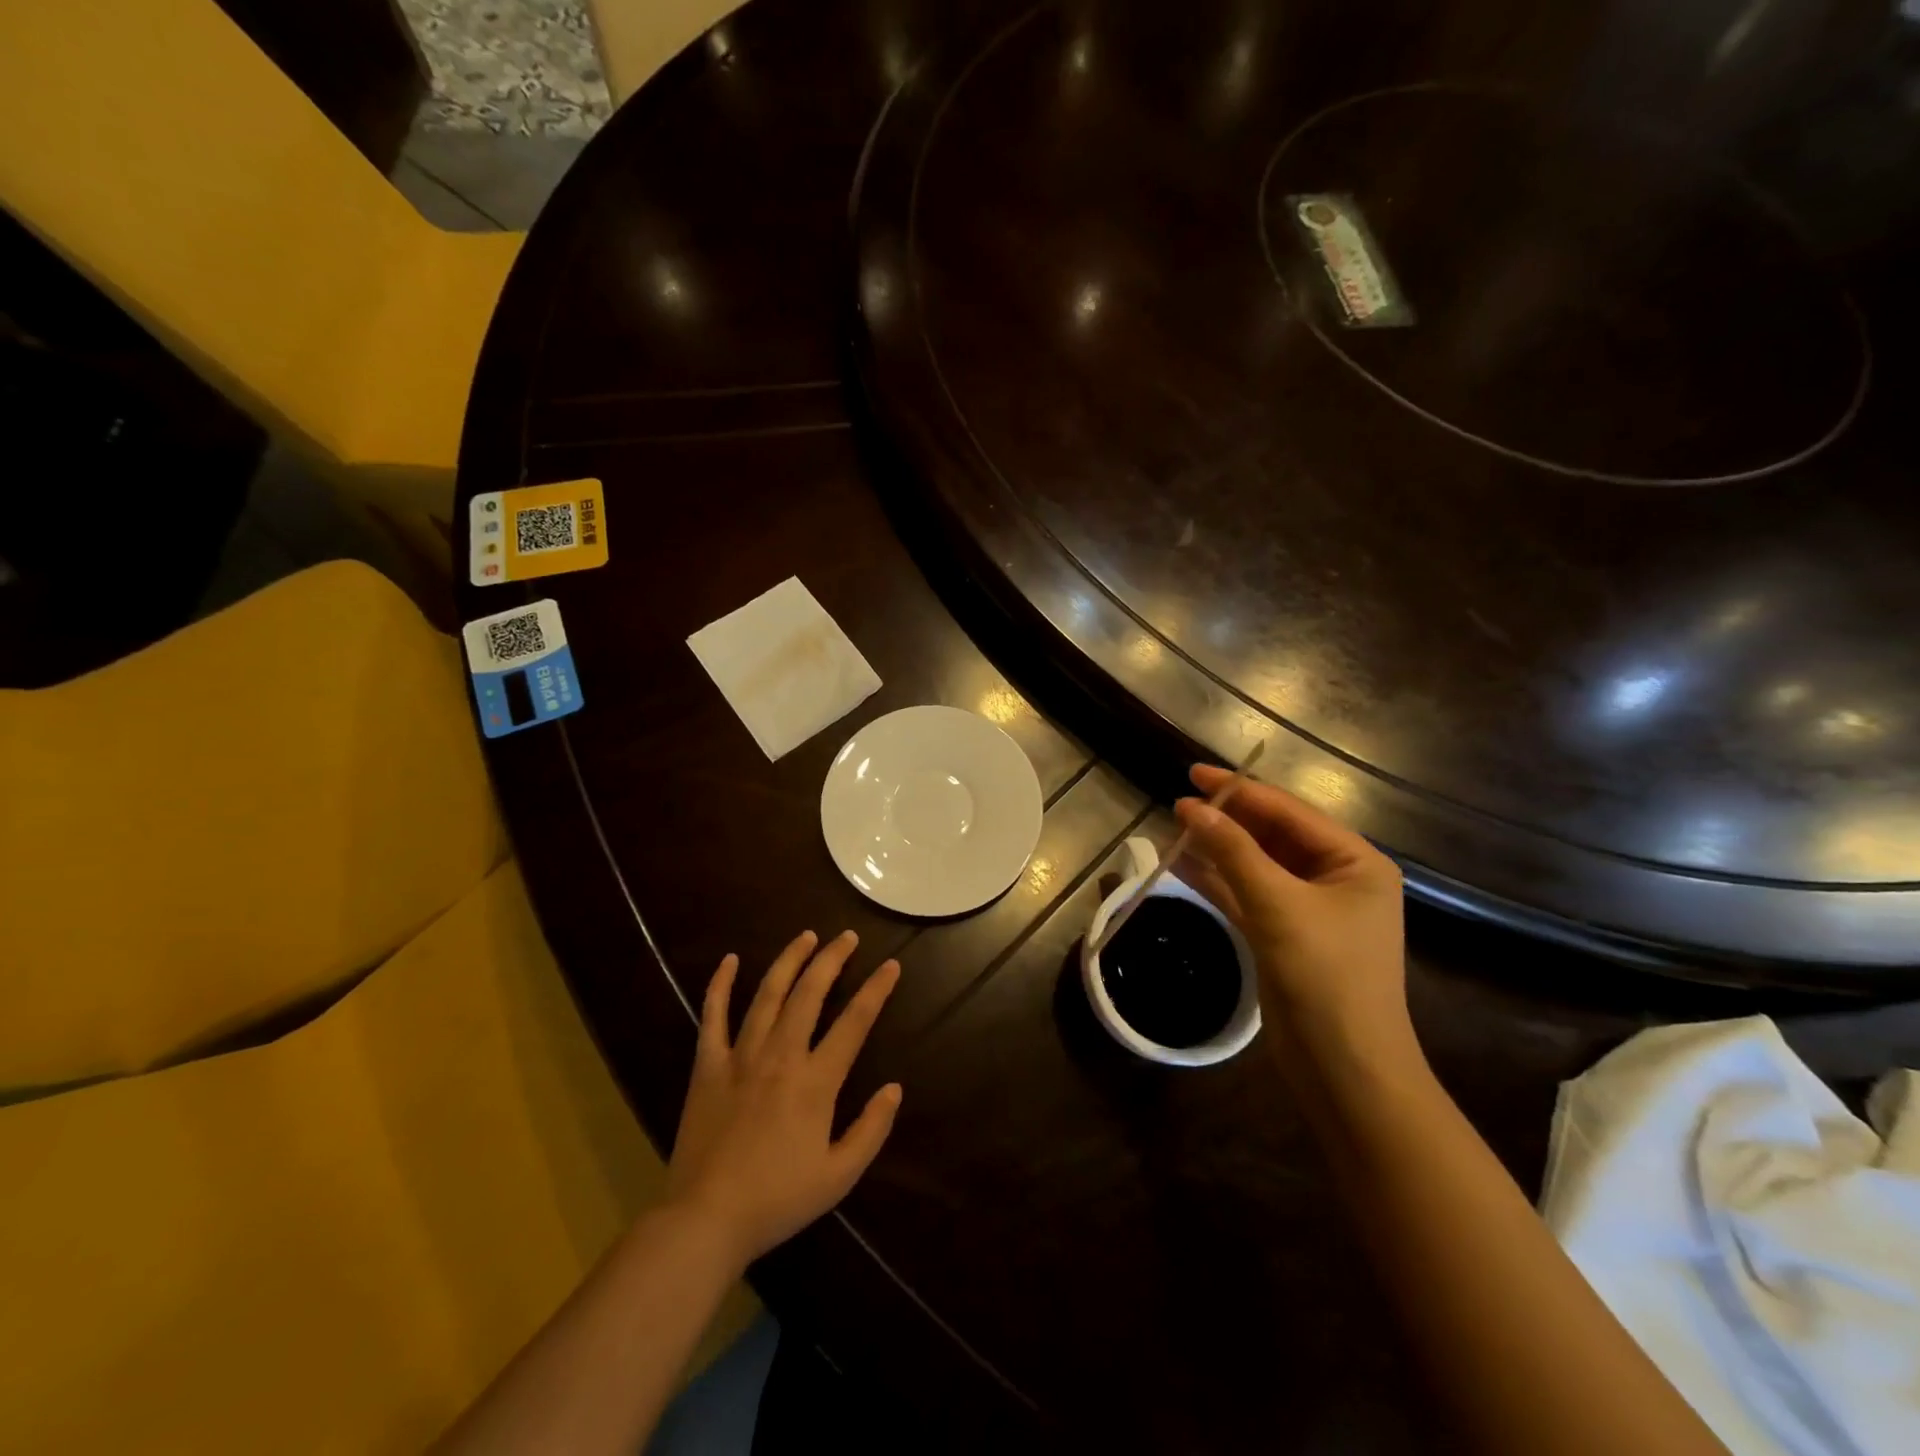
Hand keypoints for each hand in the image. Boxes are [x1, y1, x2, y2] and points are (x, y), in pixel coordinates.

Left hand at [666, 930, 902, 1268]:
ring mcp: (741, 1057)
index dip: (876, 990)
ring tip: (806, 936)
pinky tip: (729, 960)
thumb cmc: (778, 1199)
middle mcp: (781, 1056)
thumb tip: (894, 1088)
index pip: (855, 1023)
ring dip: (789, 961)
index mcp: (816, 1081)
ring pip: (767, 994)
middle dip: (832, 959)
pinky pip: (713, 1017)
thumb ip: (871, 1130)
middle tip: (847, 937)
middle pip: (810, 993)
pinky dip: (720, 985)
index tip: (891, 965)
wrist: (706, 1220)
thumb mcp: (839, 1176)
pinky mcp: (708, 1067)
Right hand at [1174, 764, 1412, 1068]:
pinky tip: (1181, 866)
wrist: (1345, 1069)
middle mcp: (1335, 878)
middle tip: (1179, 803)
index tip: (1193, 774)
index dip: (1240, 790)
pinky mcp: (1284, 935)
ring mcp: (1309, 909)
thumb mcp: (1278, 905)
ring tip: (1174, 828)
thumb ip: (1233, 851)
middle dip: (1227, 819)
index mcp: (1354, 862)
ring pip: (1255, 865)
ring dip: (1217, 849)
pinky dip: (1217, 880)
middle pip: (1272, 835)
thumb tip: (1190, 807)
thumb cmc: (1325, 976)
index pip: (1289, 812)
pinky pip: (1247, 894)